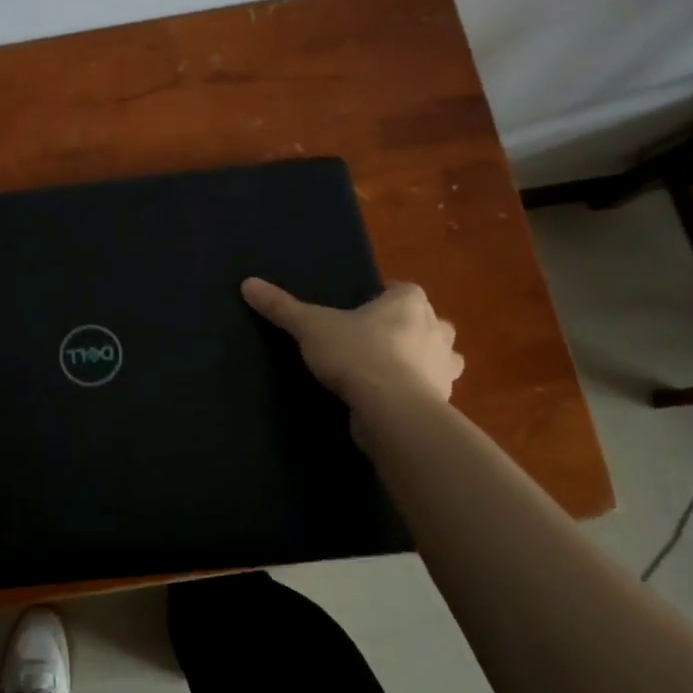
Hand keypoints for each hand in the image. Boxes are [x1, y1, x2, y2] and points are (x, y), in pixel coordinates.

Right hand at [241, 276, 462, 405]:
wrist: (392, 409)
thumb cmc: (356, 354)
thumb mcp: (310, 326)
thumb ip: (282, 307)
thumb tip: (248, 283)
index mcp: (409, 302)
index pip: (401, 290)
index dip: (383, 299)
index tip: (359, 313)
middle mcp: (436, 328)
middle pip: (425, 322)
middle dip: (408, 330)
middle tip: (373, 341)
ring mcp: (444, 366)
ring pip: (438, 357)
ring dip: (420, 361)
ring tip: (385, 372)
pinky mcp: (443, 400)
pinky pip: (432, 389)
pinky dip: (417, 392)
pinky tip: (391, 399)